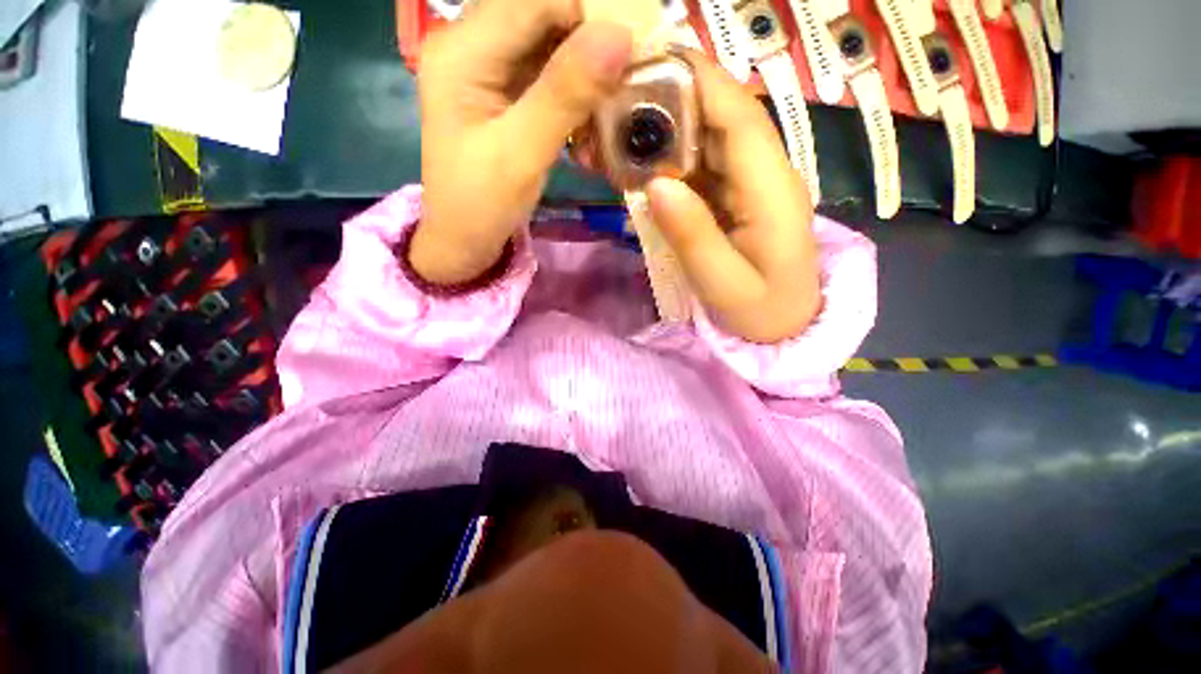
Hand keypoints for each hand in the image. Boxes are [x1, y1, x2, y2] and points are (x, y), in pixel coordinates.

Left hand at [410, 0, 633, 284]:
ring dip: (585, 80)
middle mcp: (471, 44)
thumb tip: (619, 36)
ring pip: (550, 48)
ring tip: (604, 121)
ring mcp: (487, 69)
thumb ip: (566, 94)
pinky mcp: (502, 93)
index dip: (588, 15)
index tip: (631, 55)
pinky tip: (586, 133)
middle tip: (622, 90)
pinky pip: (548, 78)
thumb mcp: (523, 153)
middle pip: (543, 17)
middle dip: (589, 50)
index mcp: (463, 51)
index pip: (534, 1)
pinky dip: (574, 101)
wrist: (462, 241)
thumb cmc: (483, 204)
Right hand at [645, 55, 821, 343]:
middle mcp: (766, 175)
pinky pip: (703, 168)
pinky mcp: (736, 198)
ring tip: (622, 129)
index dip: (701, 82)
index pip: (741, 118)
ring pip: (710, 140)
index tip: (652, 61)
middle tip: (620, 99)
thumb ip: (693, 235)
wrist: (785, 326)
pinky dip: (672, 160)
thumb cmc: (761, 311)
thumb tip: (655, 184)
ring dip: (669, 130)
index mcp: (773, 191)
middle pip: (723, 119)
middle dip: (675, 100)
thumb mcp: (724, 284)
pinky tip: (643, 165)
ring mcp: (750, 185)